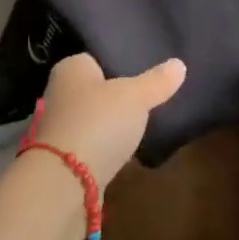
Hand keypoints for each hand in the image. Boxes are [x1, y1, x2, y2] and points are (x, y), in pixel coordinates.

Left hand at [28, 52, 186, 186]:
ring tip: (140, 127)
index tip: (142, 72)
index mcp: (70, 68)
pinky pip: (91, 144)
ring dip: (110, 125)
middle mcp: (59, 92)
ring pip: (92, 118)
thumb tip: (179, 64)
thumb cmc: (98, 122)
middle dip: (115, 96)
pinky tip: (125, 153)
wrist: (65, 181)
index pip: (95, 58)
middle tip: (146, 100)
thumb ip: (156, 82)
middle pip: (94, 89)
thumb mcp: (135, 97)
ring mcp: (59, 127)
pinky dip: (105, 148)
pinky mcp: (63, 158)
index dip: (118, 64)